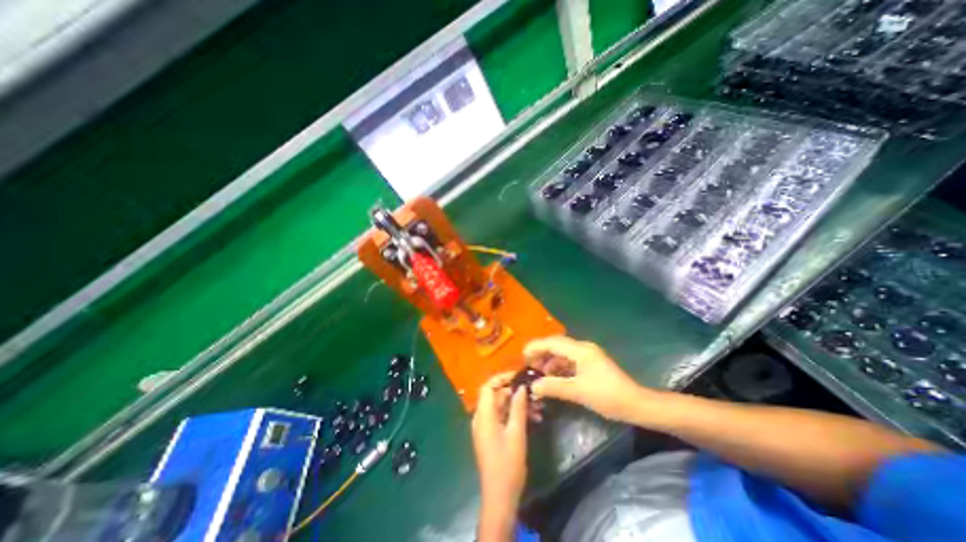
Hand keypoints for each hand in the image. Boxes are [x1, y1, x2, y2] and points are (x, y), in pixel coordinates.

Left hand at [474, 373, 531, 507]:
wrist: (500, 497)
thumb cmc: (507, 464)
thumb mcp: (516, 433)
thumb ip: (518, 407)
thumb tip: (521, 387)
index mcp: (483, 415)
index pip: (488, 387)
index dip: (502, 378)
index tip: (519, 376)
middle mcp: (482, 418)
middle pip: (496, 395)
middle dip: (515, 392)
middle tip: (534, 392)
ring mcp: (486, 427)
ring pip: (502, 406)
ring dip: (518, 404)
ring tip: (539, 406)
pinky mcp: (492, 435)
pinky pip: (503, 417)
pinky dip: (516, 415)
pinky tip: (534, 418)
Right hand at [524, 335, 651, 423]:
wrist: (636, 405)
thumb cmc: (608, 396)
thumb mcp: (578, 392)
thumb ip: (554, 387)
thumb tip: (533, 385)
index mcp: (580, 350)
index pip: (552, 342)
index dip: (536, 347)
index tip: (523, 357)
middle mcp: (583, 348)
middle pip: (556, 346)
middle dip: (541, 354)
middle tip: (530, 367)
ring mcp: (587, 356)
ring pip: (562, 354)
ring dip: (550, 362)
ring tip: (539, 375)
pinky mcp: (590, 365)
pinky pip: (569, 362)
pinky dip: (559, 368)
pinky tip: (553, 379)